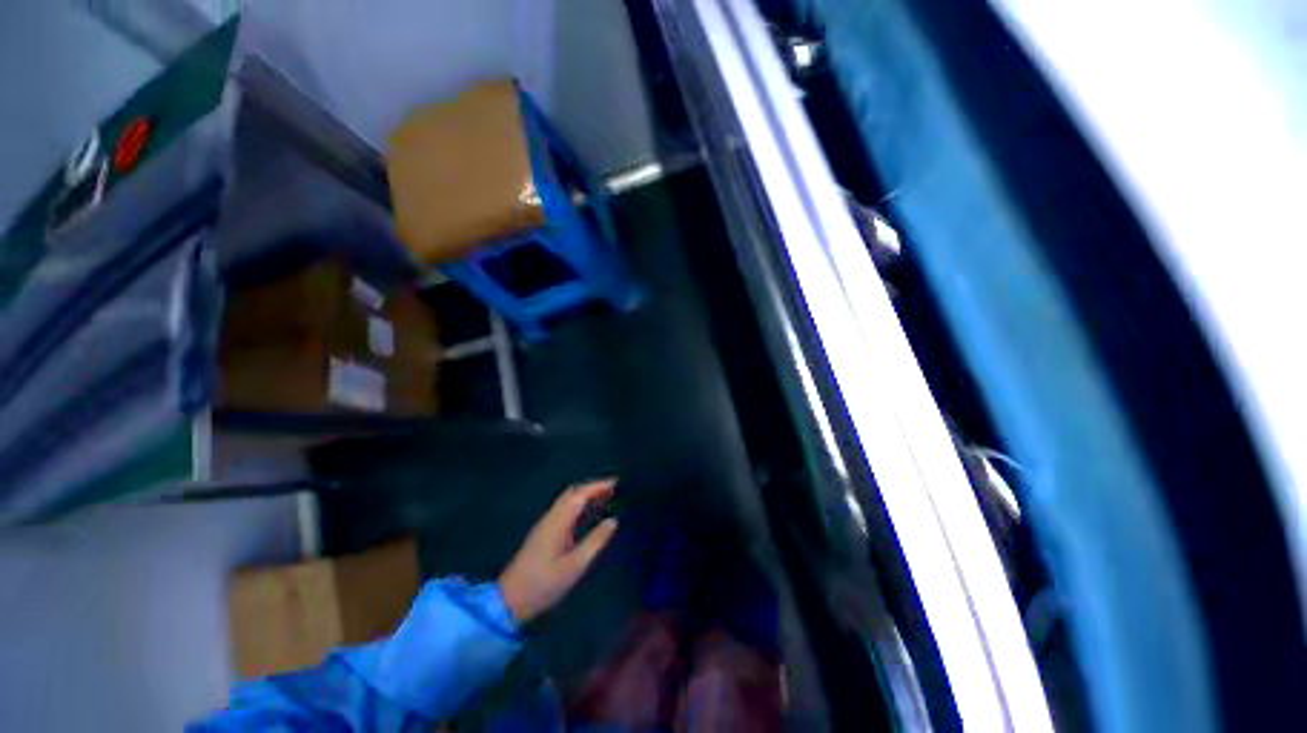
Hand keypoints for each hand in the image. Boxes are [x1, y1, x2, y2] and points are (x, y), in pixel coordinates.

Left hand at [499, 478, 618, 624]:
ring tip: (607, 499)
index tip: (618, 482)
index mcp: (558, 521)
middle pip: (573, 493)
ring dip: (587, 495)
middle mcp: (551, 516)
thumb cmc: (544, 583)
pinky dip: (580, 505)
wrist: (510, 600)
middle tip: (615, 490)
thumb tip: (613, 520)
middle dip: (594, 487)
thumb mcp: (575, 565)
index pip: (581, 494)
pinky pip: (565, 510)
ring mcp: (546, 524)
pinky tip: (590, 514)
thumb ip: (595, 540)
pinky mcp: (544, 532)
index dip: (599, 485)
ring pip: (568, 500)